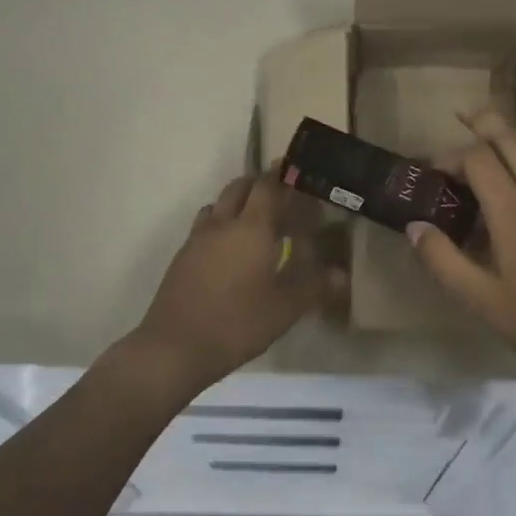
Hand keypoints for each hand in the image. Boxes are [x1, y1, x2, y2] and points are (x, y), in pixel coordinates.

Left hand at [127, 168, 342, 394]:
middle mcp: (222, 224)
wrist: (174, 348)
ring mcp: (197, 239)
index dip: (282, 174)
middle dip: (260, 184)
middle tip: (281, 196)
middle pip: (239, 188)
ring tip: (256, 222)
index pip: (268, 186)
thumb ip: (314, 287)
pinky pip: (205, 226)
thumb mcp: (284, 309)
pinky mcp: (182, 257)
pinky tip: (231, 251)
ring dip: (237, 203)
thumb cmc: (237, 323)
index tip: (295, 168)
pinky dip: (222, 225)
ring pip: (219, 205)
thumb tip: (341, 274)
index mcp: (251, 228)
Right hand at [406, 109, 515, 386]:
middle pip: (512, 140)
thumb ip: (443, 260)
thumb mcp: (479, 300)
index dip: (452, 157)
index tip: (433, 174)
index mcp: (514, 215)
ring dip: (509, 131)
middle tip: (458, 117)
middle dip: (484, 124)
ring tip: (485, 126)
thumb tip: (414, 225)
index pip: (480, 161)